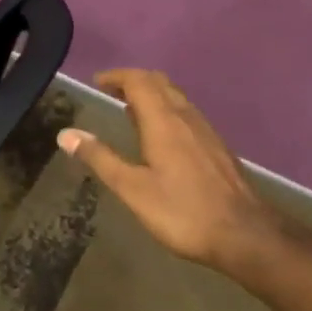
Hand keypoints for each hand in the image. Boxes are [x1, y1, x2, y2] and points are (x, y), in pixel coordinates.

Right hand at [58, 69, 276, 271]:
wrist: (245, 234)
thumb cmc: (183, 211)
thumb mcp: (133, 189)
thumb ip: (100, 159)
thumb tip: (66, 134)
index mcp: (163, 120)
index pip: (138, 81)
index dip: (116, 76)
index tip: (97, 82)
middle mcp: (185, 116)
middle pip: (158, 82)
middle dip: (133, 80)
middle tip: (112, 91)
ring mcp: (205, 130)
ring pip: (175, 96)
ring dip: (152, 94)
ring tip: (131, 110)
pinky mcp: (216, 146)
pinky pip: (186, 113)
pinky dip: (167, 110)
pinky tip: (162, 136)